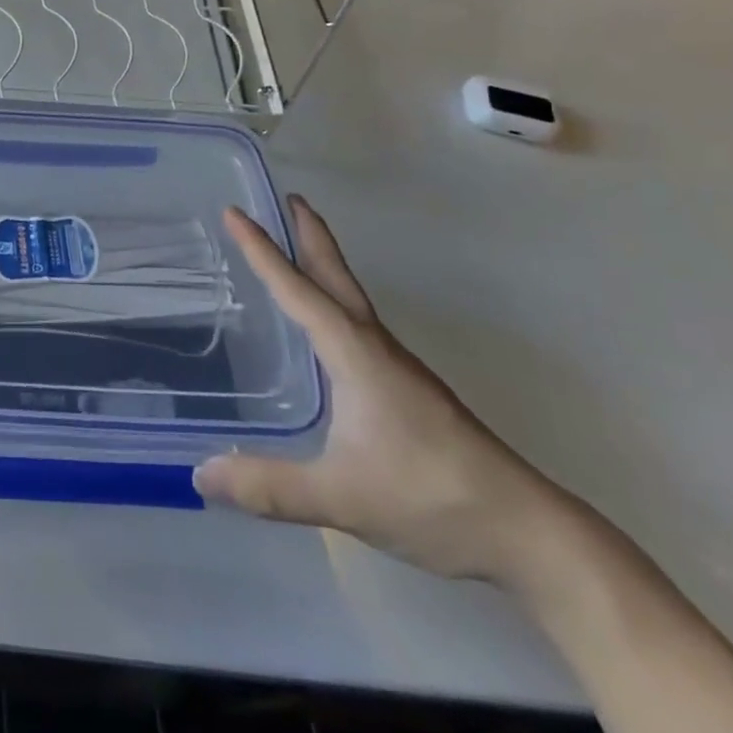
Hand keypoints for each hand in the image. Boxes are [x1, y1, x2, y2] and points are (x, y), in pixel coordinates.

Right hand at [194, 199, 563, 581]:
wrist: (531, 534)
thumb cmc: (433, 498)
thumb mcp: (343, 496)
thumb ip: (271, 487)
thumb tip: (202, 475)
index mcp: (354, 353)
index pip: (297, 289)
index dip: (262, 250)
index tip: (235, 212)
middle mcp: (374, 347)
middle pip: (336, 276)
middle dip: (310, 235)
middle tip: (287, 199)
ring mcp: (395, 368)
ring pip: (350, 299)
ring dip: (323, 265)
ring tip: (297, 248)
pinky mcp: (407, 390)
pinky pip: (358, 325)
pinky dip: (333, 302)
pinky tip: (325, 328)